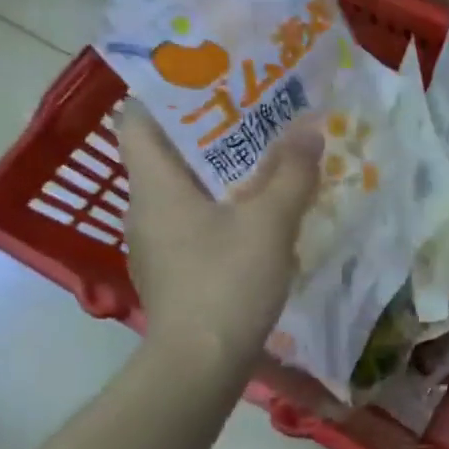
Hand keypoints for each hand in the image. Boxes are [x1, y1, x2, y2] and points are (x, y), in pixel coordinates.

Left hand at [117, 106, 322, 375]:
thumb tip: (309, 129)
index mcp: (155, 184)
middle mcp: (146, 208)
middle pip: (170, 153)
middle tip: (263, 116)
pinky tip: (263, 217)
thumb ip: (292, 173)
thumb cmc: (226, 282)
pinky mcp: (177, 271)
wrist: (200, 364)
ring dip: (226, 173)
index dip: (170, 94)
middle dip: (215, 132)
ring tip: (272, 161)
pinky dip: (226, 210)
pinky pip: (198, 223)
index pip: (139, 118)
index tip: (214, 83)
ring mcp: (159, 244)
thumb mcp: (269, 223)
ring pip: (188, 190)